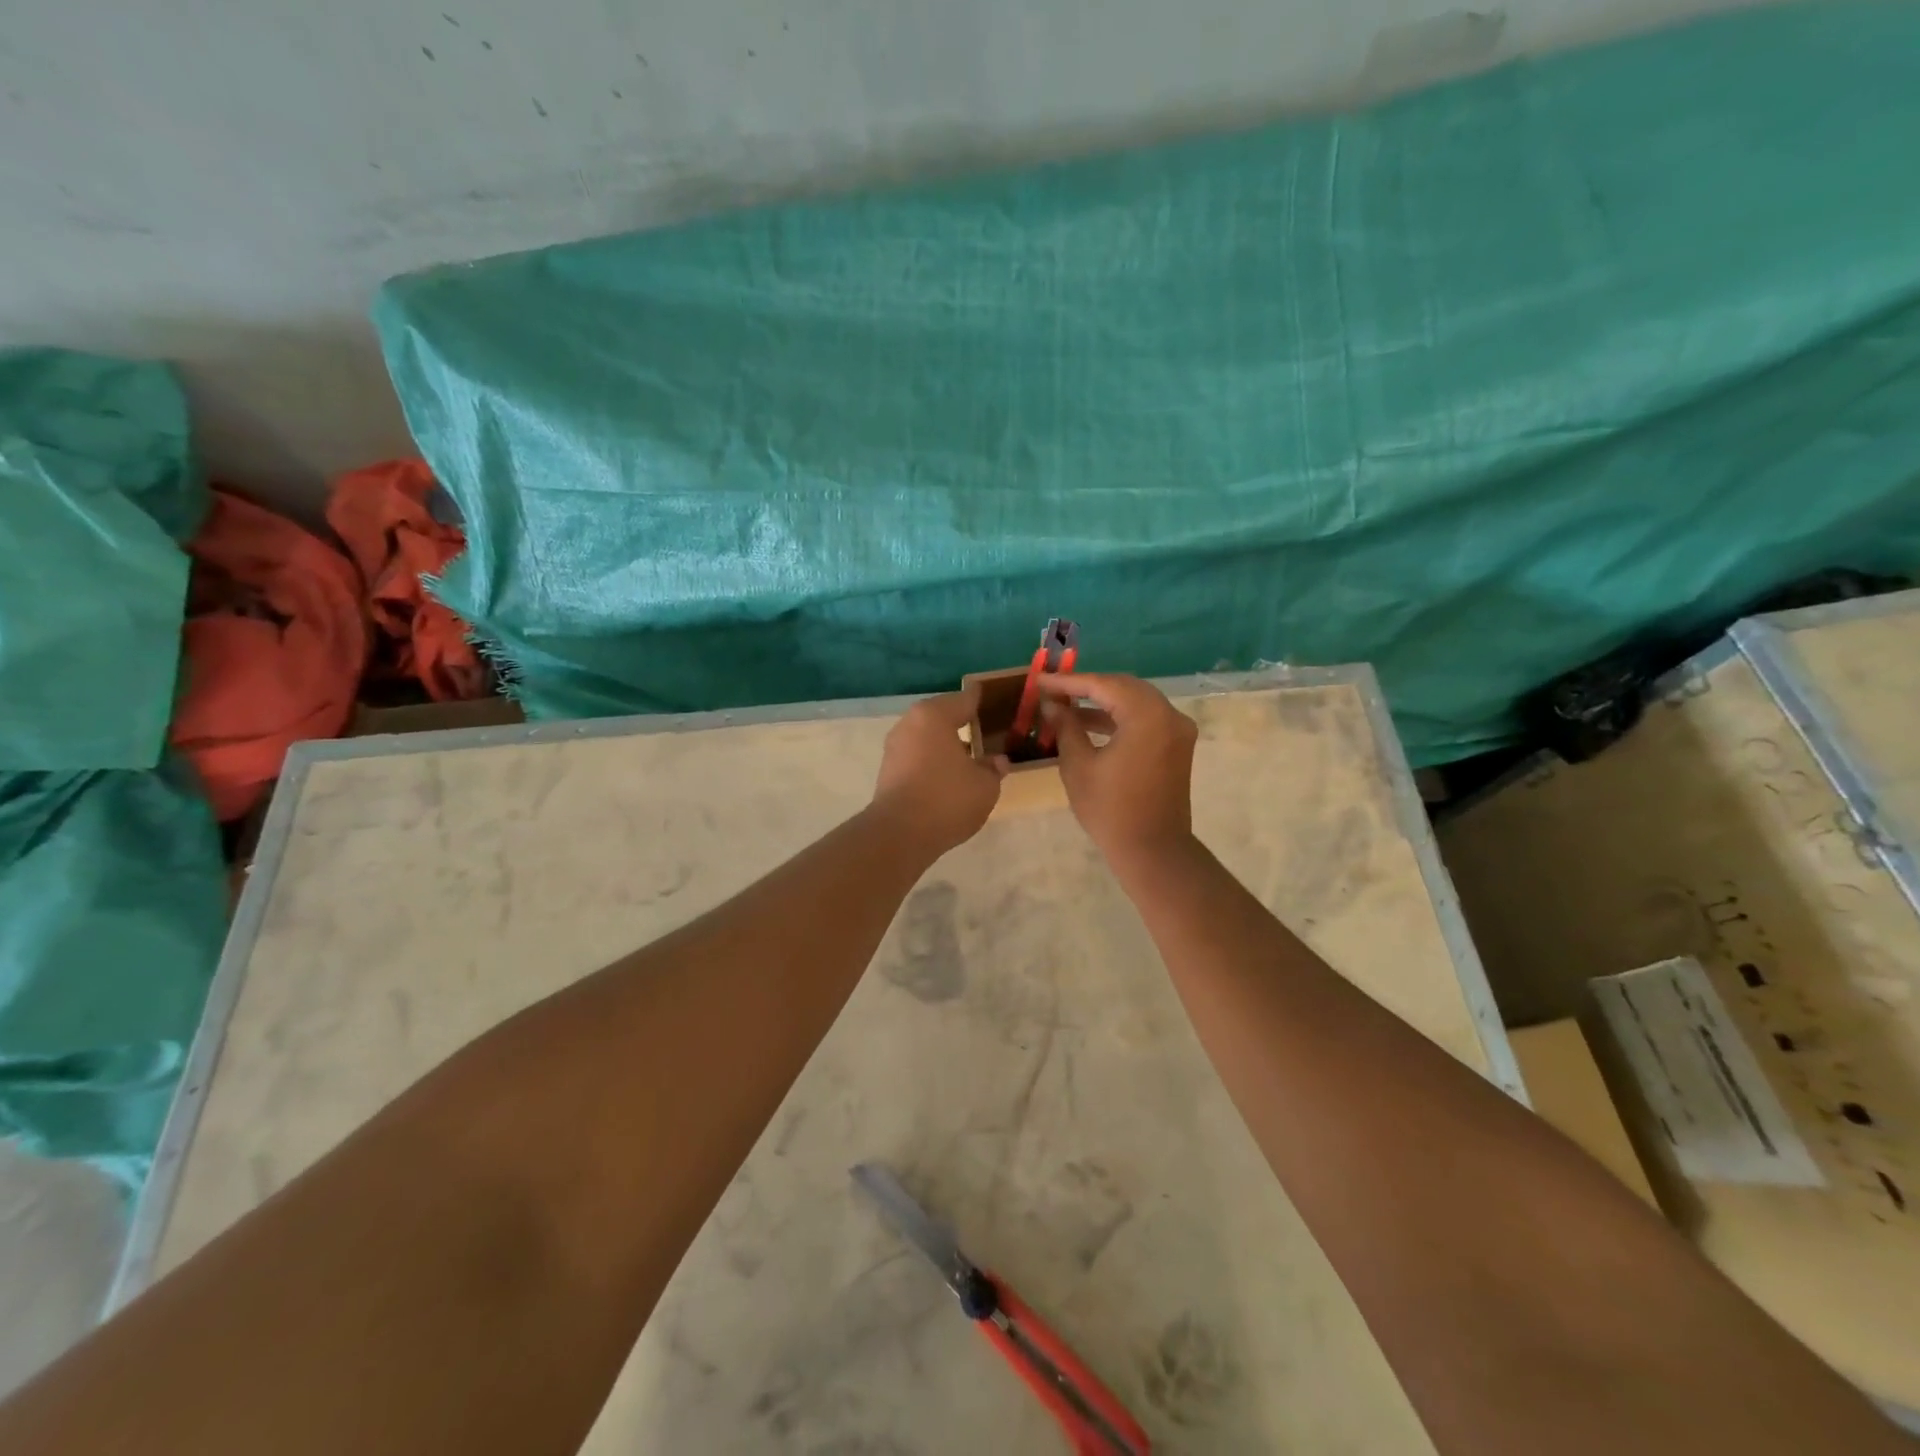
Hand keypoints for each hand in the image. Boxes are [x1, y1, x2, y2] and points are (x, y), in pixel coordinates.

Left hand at [870, 690, 1005, 854]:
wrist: (899, 834)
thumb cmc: (947, 798)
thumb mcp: (985, 785)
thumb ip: (993, 768)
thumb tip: (997, 761)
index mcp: (934, 716)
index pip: (963, 699)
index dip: (979, 699)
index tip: (990, 696)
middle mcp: (910, 724)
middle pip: (941, 716)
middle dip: (961, 722)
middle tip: (983, 728)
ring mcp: (895, 747)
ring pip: (927, 737)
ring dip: (945, 744)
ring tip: (969, 755)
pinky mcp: (887, 771)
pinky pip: (917, 756)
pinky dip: (932, 760)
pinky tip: (948, 775)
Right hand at [1040, 673, 1197, 870]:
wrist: (1153, 850)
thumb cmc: (1111, 810)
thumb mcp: (1078, 765)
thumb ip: (1066, 727)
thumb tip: (1052, 705)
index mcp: (1146, 715)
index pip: (1103, 685)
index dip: (1069, 682)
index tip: (1041, 681)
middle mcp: (1169, 714)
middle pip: (1123, 687)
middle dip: (1087, 687)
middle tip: (1054, 691)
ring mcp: (1177, 730)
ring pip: (1135, 701)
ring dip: (1102, 703)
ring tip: (1066, 710)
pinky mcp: (1177, 746)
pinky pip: (1145, 719)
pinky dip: (1119, 718)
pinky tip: (1090, 725)